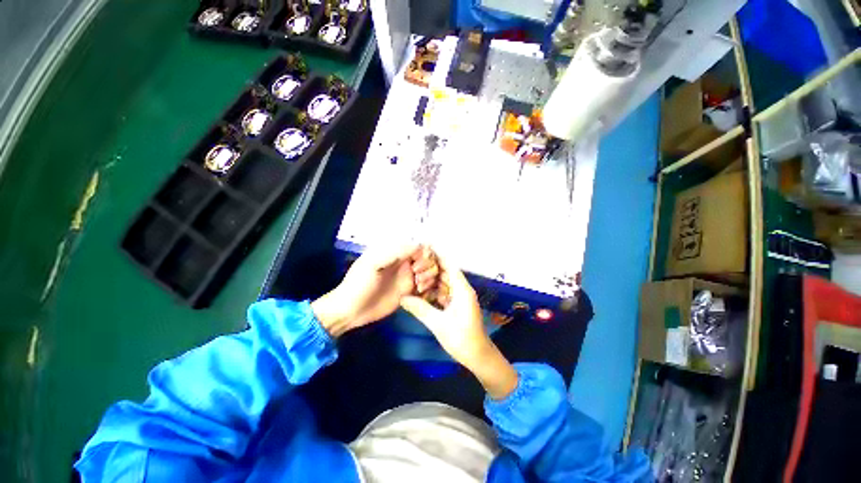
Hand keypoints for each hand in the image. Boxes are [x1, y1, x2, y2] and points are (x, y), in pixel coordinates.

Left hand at [311, 243, 436, 336]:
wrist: (352, 310)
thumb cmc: (359, 284)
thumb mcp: (372, 264)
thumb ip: (394, 253)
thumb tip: (417, 245)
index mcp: (394, 253)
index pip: (417, 246)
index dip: (423, 252)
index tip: (419, 262)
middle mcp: (404, 262)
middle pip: (426, 257)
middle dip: (427, 264)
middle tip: (418, 275)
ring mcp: (407, 276)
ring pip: (429, 270)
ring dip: (429, 275)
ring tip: (419, 285)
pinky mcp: (409, 291)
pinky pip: (426, 284)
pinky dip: (428, 286)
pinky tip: (420, 291)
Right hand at [401, 252, 486, 366]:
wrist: (477, 356)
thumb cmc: (461, 338)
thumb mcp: (438, 323)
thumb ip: (420, 309)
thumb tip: (402, 298)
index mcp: (462, 290)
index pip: (450, 266)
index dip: (438, 257)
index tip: (423, 251)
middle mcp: (462, 290)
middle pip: (446, 274)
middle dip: (431, 270)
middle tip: (413, 266)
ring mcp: (461, 298)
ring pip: (444, 284)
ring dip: (431, 281)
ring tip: (414, 277)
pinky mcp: (458, 305)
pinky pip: (445, 293)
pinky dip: (434, 292)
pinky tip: (421, 293)